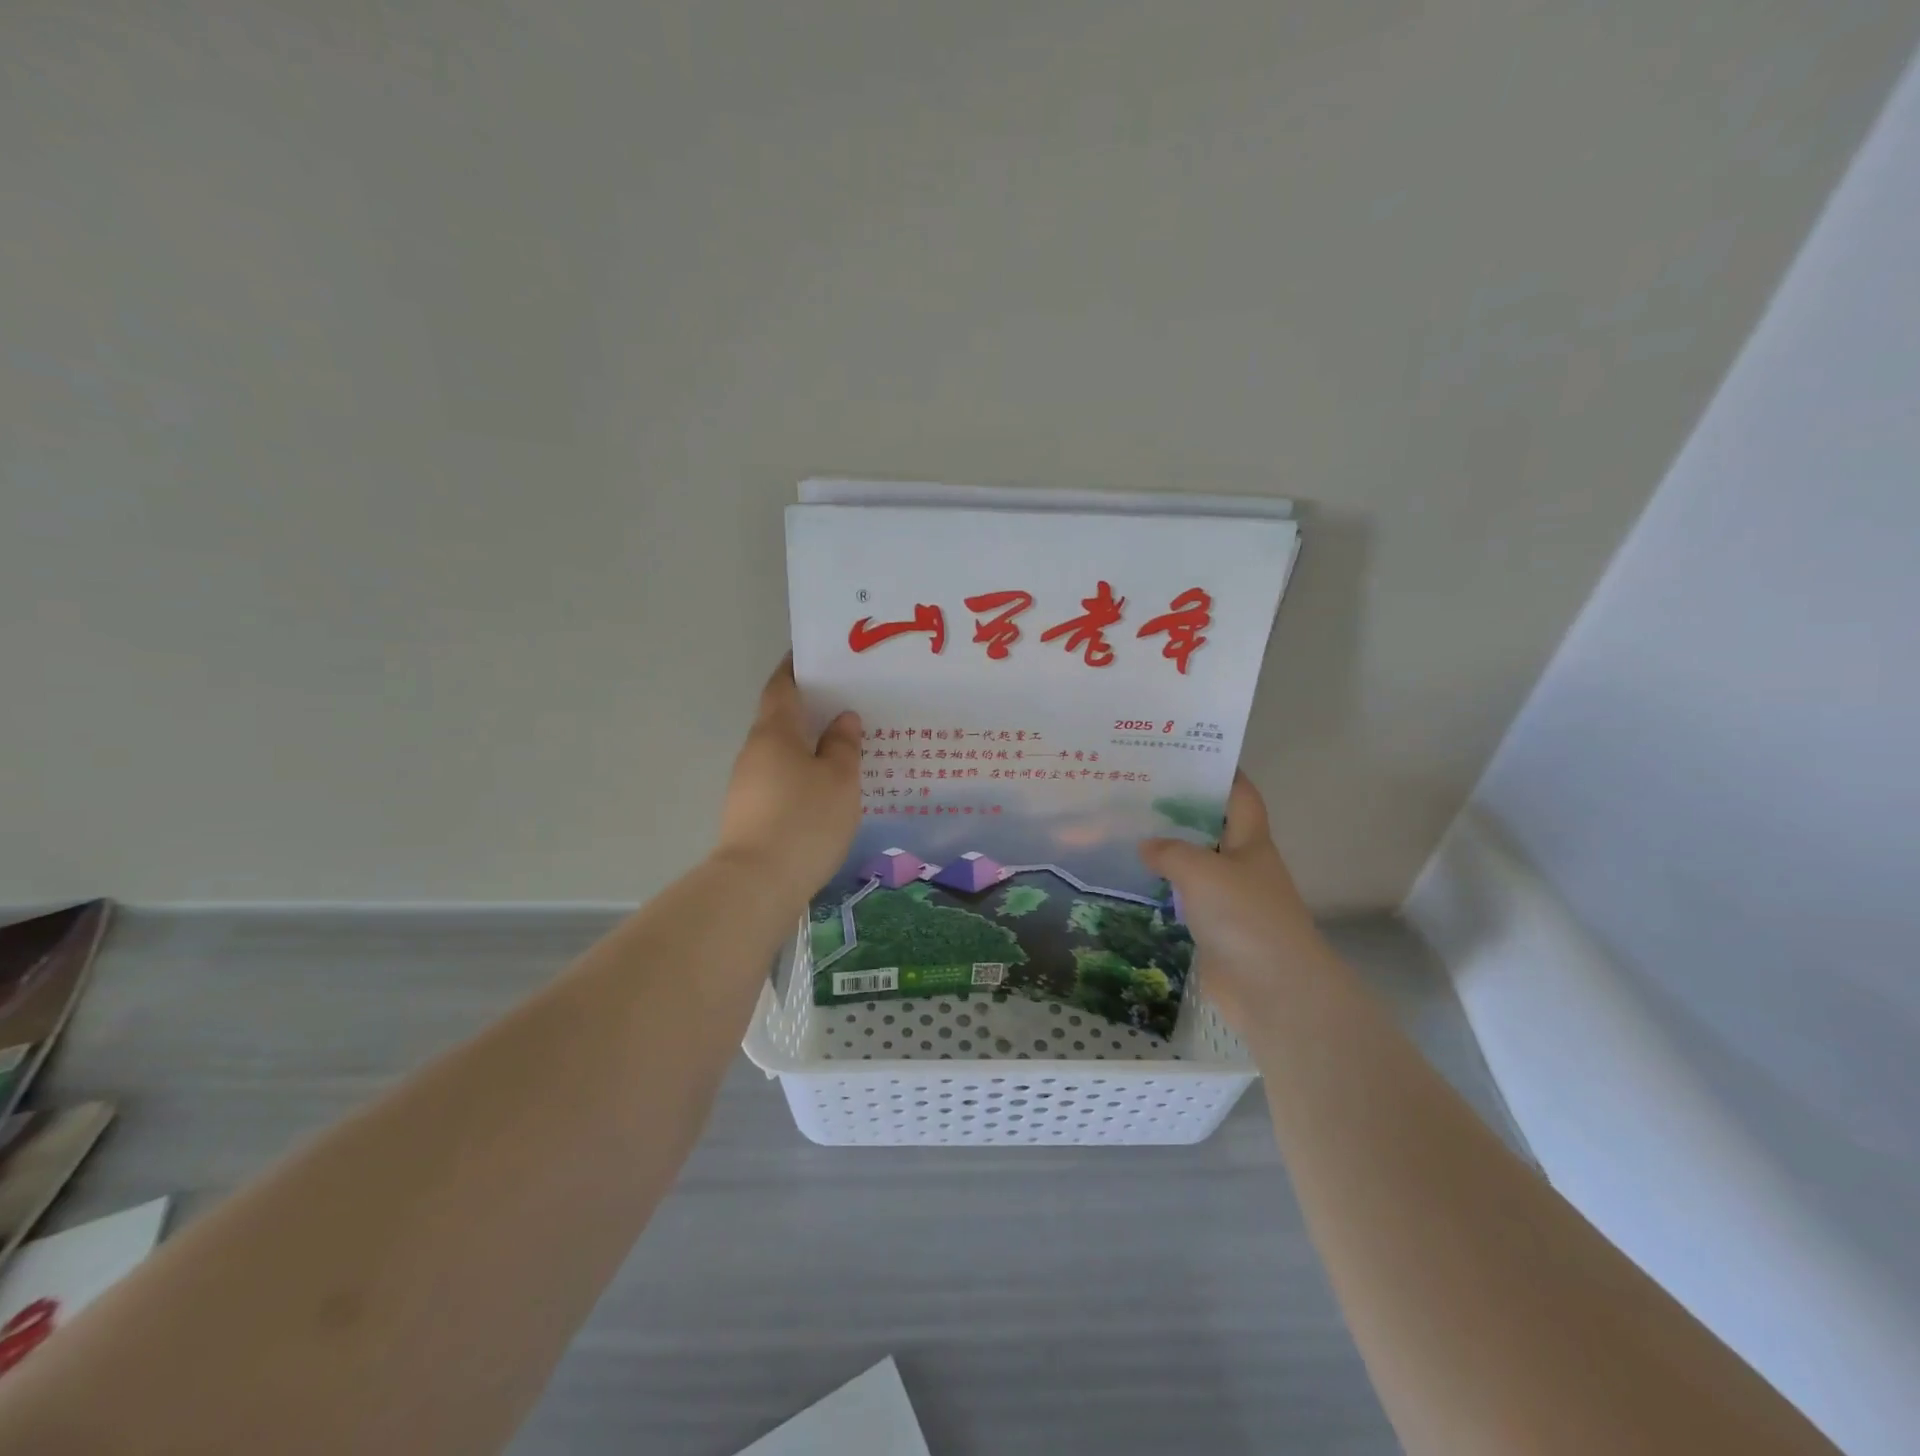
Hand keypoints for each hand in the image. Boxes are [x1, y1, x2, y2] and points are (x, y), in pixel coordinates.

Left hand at [715, 657, 862, 902]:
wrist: (757, 885)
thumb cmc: (804, 820)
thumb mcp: (839, 780)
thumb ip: (843, 745)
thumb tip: (842, 718)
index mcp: (774, 732)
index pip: (783, 686)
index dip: (797, 667)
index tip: (819, 656)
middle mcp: (755, 752)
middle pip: (781, 718)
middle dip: (810, 708)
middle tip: (848, 702)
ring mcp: (748, 784)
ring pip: (782, 752)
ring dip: (808, 745)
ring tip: (845, 746)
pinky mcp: (751, 814)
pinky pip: (781, 780)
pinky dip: (803, 774)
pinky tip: (827, 788)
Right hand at [1138, 772, 1337, 1038]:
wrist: (1273, 990)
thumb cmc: (1245, 917)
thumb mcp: (1202, 871)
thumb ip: (1170, 851)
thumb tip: (1146, 845)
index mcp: (1251, 841)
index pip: (1239, 794)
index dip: (1219, 771)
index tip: (1183, 753)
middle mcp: (1242, 864)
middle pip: (1212, 826)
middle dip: (1180, 809)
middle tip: (1136, 791)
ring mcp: (1228, 898)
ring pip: (1194, 863)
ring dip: (1166, 850)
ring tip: (1124, 831)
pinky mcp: (1213, 928)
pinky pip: (1184, 899)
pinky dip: (1162, 889)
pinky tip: (1132, 881)